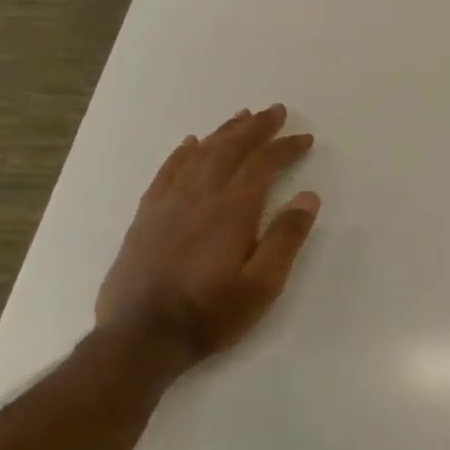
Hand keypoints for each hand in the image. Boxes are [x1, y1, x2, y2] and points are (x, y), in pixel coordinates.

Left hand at [95, 104, 318, 361]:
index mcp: (232, 211)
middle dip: (255, 128)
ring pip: (199, 156)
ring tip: (241, 117)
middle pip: (229, 150)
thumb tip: (308, 197)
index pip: (263, 165)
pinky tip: (190, 144)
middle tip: (275, 111)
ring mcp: (168, 205)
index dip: (285, 147)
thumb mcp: (263, 285)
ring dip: (223, 133)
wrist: (141, 339)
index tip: (304, 138)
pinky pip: (167, 173)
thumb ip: (286, 238)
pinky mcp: (146, 218)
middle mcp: (199, 197)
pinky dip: (182, 153)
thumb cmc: (211, 314)